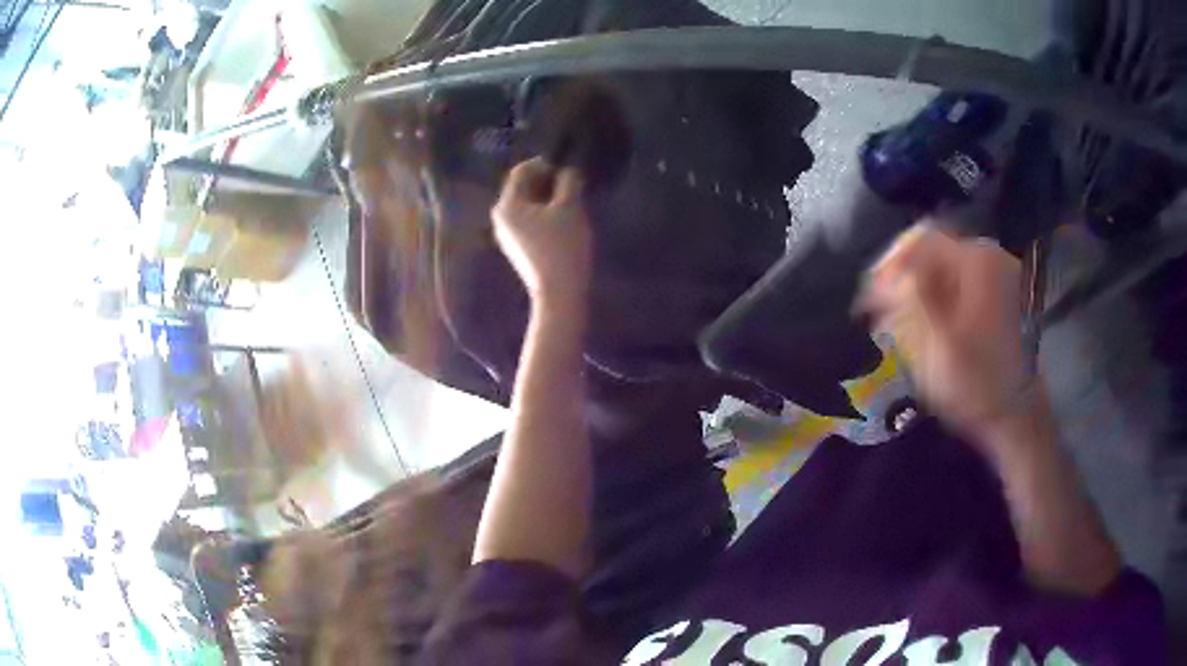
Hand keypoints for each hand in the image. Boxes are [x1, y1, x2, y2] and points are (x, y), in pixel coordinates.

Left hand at [492, 158, 591, 306]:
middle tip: (572, 183)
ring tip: (571, 200)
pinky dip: (544, 214)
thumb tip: (567, 171)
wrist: (560, 292)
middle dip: (546, 181)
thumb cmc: (563, 246)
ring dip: (547, 197)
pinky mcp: (518, 248)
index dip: (544, 164)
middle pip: (522, 188)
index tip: (567, 168)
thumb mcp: (570, 207)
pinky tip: (563, 220)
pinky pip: (529, 220)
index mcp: (507, 205)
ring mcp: (507, 235)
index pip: (521, 172)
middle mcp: (501, 218)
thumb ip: (568, 182)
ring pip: (527, 205)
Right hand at [859, 223, 1036, 442]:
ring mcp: (1000, 276)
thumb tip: (888, 274)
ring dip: (918, 287)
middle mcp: (990, 257)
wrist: (1019, 417)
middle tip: (879, 308)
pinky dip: (938, 297)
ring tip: (897, 318)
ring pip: (946, 267)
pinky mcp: (1002, 296)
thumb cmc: (978, 385)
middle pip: (934, 250)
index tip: (869, 297)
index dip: (888, 264)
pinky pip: (961, 283)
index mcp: (977, 261)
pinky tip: (926, 322)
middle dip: (902, 276)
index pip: (920, 240)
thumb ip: (911, 300)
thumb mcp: (939, 345)